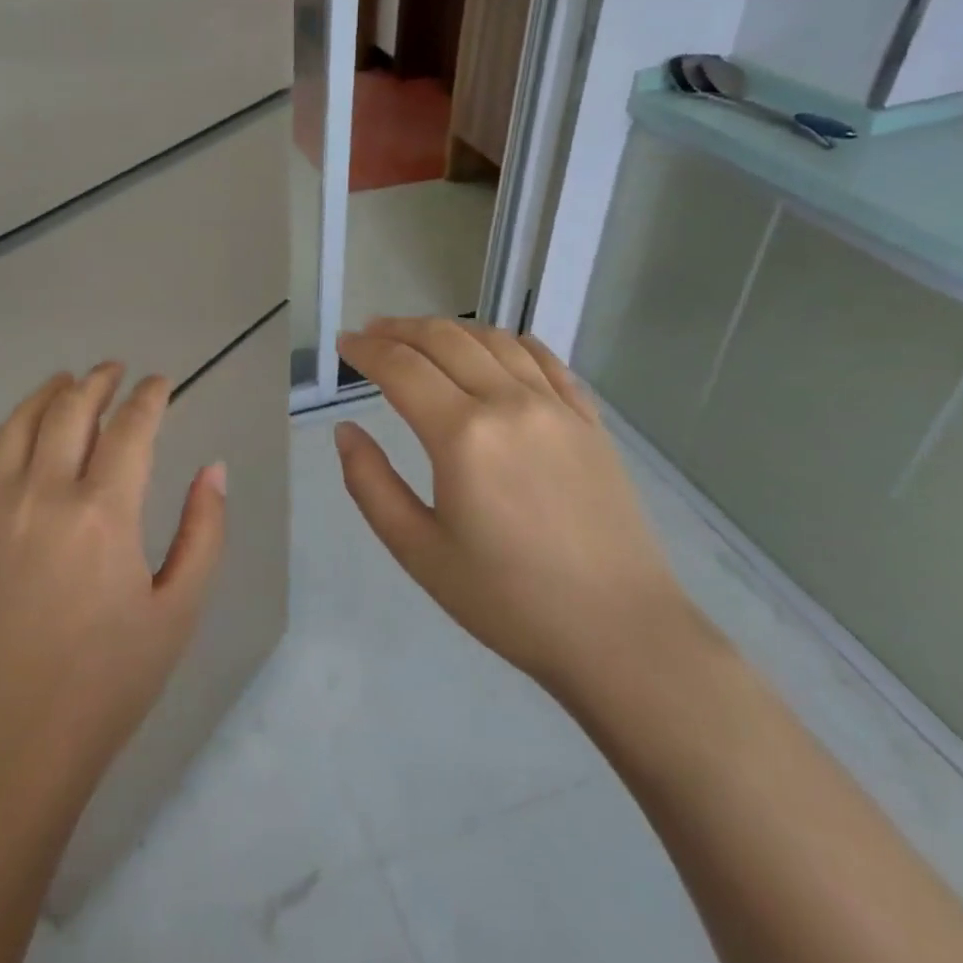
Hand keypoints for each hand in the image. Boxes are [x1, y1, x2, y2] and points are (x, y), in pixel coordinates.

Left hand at [0, 365, 226, 815]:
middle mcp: (46, 495)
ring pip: (17, 426)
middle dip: (97, 381)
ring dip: (44, 394)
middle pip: (70, 410)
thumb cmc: (109, 682)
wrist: (13, 747)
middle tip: (116, 370)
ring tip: (64, 382)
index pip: (131, 427)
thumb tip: (214, 470)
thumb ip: (203, 531)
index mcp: (105, 511)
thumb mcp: (178, 610)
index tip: (162, 383)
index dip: (150, 396)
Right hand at [334, 318, 692, 713]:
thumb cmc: (508, 600)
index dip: (365, 350)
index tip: (343, 343)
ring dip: (449, 329)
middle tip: (371, 333)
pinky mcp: (589, 420)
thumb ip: (371, 484)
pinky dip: (507, 341)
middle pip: (445, 340)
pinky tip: (494, 347)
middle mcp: (509, 403)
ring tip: (421, 336)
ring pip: (493, 340)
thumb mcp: (419, 552)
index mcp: (462, 435)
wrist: (620, 633)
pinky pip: (544, 358)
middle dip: (400, 329)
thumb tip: (346, 431)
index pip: (401, 368)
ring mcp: (556, 406)